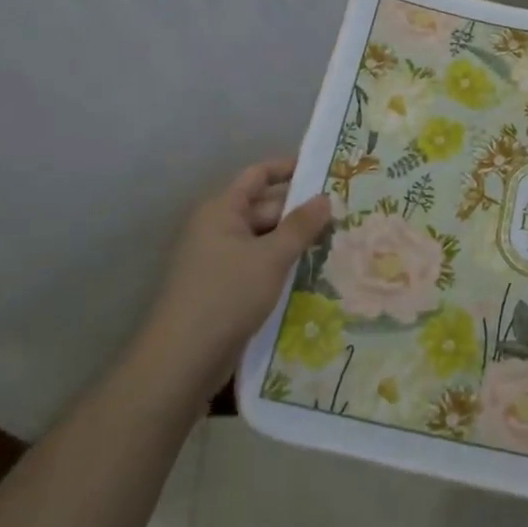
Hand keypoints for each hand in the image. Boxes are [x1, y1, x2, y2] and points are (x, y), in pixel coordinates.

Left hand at [139, 157, 331, 395]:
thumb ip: (300, 226)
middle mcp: (218, 228)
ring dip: (295, 240)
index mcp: (222, 210)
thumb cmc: (227, 294)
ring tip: (336, 241)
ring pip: (265, 239)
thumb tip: (325, 198)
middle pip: (264, 208)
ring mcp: (219, 259)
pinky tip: (312, 272)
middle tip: (343, 213)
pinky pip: (259, 264)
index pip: (258, 175)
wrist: (184, 358)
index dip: (288, 168)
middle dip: (300, 210)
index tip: (324, 168)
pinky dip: (283, 264)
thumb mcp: (272, 257)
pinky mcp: (225, 288)